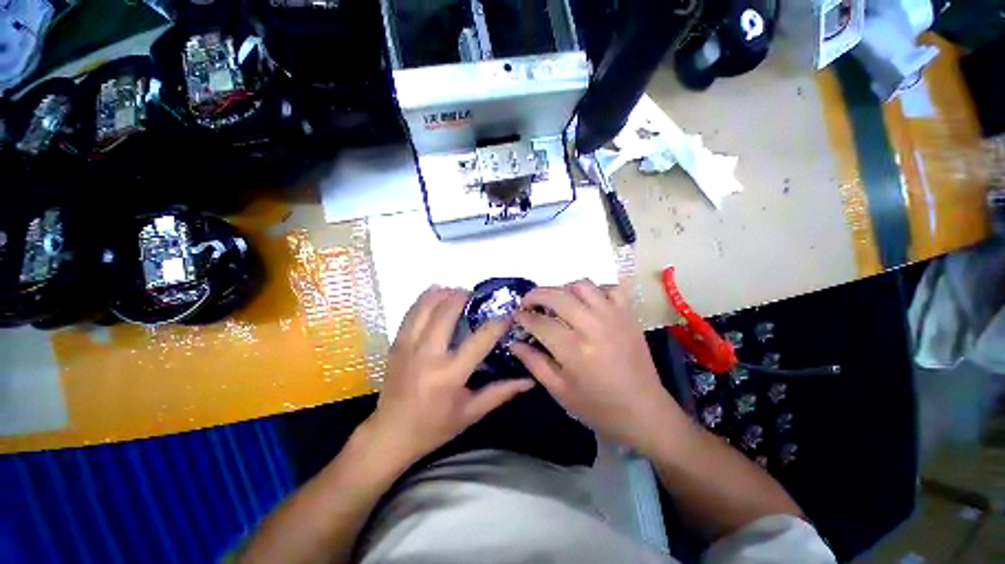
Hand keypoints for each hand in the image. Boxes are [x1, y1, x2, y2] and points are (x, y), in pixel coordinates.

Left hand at [364, 286, 534, 464]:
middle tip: (477, 296)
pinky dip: (425, 298)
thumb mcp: (471, 413)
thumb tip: (529, 380)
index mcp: (449, 375)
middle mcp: (427, 355)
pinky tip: (436, 294)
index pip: (480, 339)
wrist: (389, 435)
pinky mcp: (396, 343)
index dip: (497, 323)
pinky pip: (411, 312)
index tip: (508, 314)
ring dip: (443, 293)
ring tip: (458, 292)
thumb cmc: (434, 427)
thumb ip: (501, 392)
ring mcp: (408, 346)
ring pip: (426, 306)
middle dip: (465, 297)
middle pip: (447, 311)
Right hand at [511, 280, 684, 451]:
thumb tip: (513, 342)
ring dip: (563, 289)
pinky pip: (609, 288)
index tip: (515, 315)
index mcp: (574, 350)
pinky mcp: (628, 314)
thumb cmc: (598, 407)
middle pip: (557, 296)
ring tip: (556, 302)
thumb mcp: (559, 391)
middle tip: (528, 303)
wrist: (644, 411)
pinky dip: (594, 290)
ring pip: (582, 285)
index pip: (539, 322)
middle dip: (535, 295)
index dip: (522, 316)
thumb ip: (534, 363)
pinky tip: (587, 303)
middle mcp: (593, 326)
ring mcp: (613, 316)